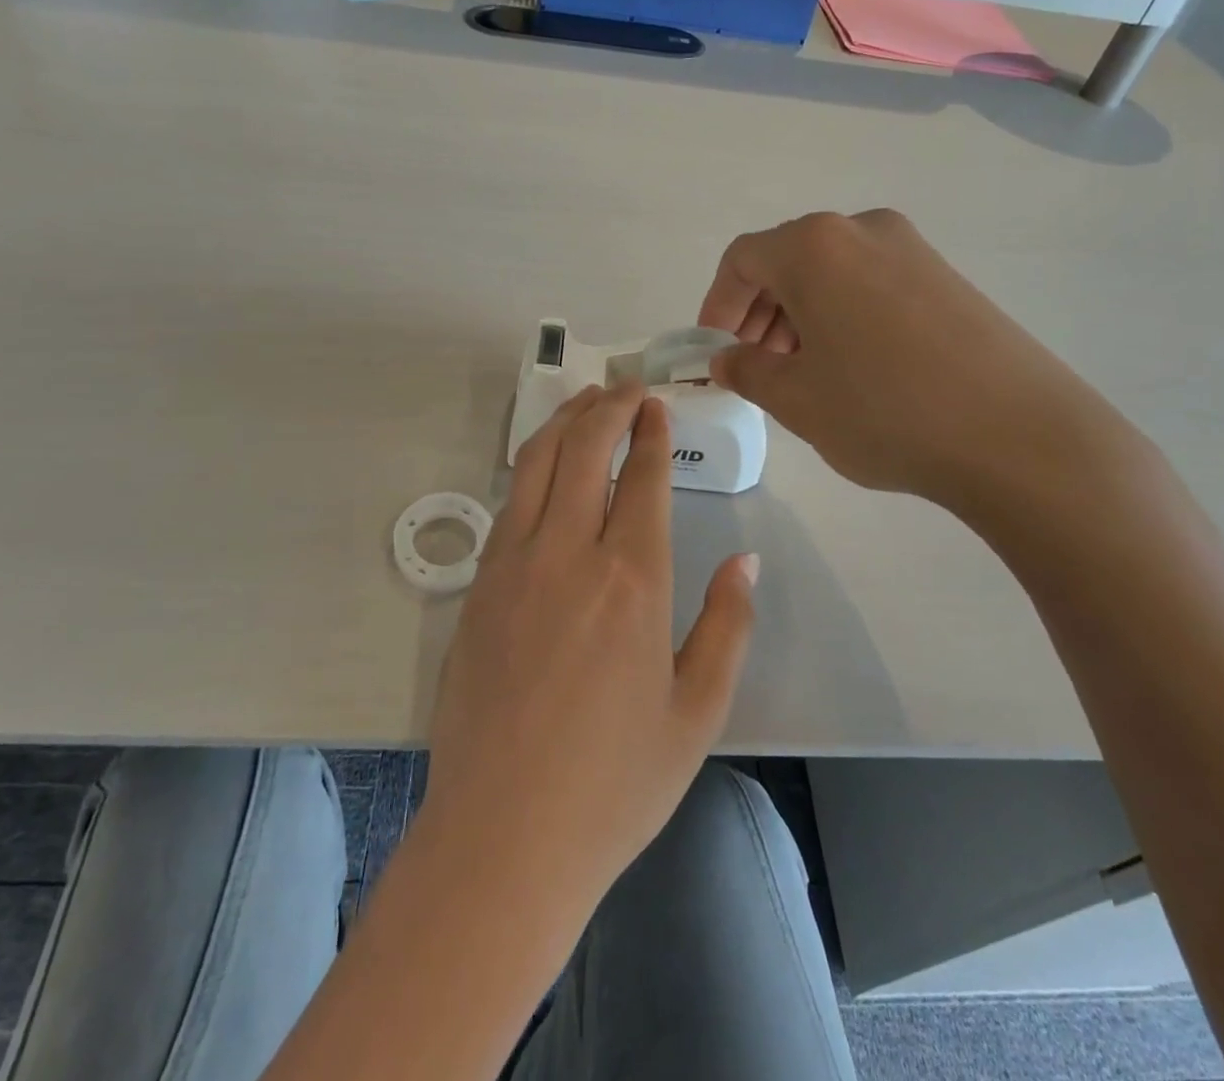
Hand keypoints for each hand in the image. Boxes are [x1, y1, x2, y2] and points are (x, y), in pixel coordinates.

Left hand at [419, 382, 757, 912]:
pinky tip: (545, 469)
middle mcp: (568, 554)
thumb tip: (745, 563)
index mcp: (632, 580)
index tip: (657, 405)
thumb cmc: (614, 784)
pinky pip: (509, 505)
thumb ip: (726, 628)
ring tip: (584, 401)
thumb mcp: (696, 713)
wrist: (503, 838)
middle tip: (625, 385)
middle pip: (584, 449)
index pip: (642, 476)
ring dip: (563, 422)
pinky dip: (531, 468)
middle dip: (607, 406)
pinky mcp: (478, 587)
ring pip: (536, 464)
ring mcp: (512, 565)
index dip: (650, 432)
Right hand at [699, 209, 1137, 515]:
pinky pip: (871, 284)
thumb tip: (726, 360)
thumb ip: (746, 372)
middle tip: (757, 368)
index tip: (715, 353)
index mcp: (816, 247)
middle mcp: (863, 230)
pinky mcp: (947, 277)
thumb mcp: (796, 399)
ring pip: (830, 274)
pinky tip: (854, 369)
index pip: (742, 260)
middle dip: (759, 314)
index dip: (717, 306)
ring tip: (803, 374)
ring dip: (799, 317)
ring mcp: (913, 250)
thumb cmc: (886, 411)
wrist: (1020, 437)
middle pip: (787, 261)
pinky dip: (842, 317)